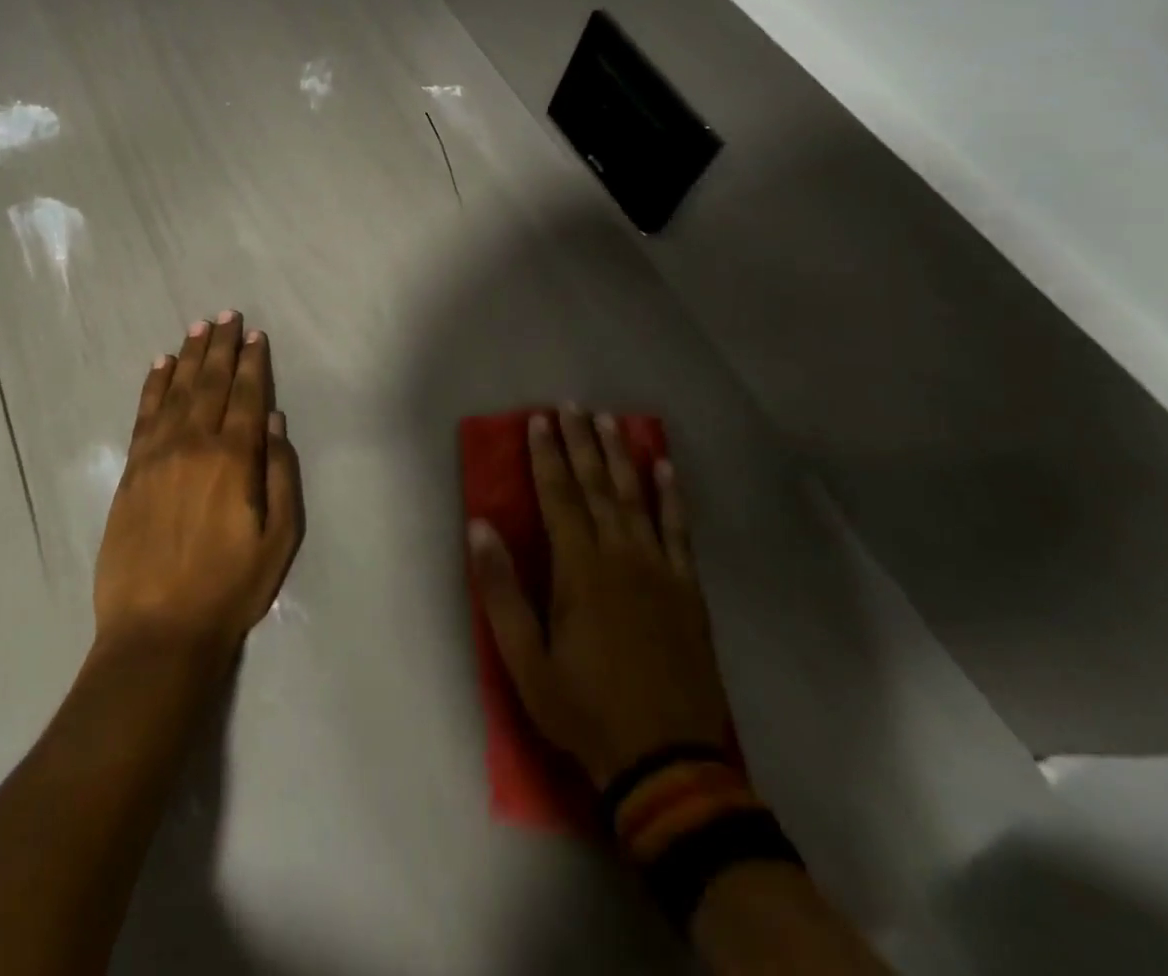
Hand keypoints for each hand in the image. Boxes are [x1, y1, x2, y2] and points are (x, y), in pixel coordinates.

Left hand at [94, 313, 303, 667]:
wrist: (157, 630)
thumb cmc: (229, 588)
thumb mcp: (279, 539)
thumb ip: (280, 474)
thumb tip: (275, 422)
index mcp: (234, 458)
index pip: (248, 396)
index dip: (254, 363)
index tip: (256, 334)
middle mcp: (194, 444)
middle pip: (211, 383)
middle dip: (223, 347)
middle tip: (228, 315)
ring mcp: (157, 454)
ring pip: (177, 391)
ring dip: (190, 356)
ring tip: (199, 328)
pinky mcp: (131, 470)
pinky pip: (144, 414)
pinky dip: (154, 386)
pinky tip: (161, 365)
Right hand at [469, 409, 733, 788]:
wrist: (667, 762)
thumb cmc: (584, 708)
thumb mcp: (525, 660)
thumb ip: (500, 590)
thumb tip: (480, 526)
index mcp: (579, 568)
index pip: (558, 495)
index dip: (546, 455)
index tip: (538, 420)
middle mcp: (621, 555)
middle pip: (597, 485)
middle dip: (582, 442)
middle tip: (573, 405)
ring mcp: (659, 569)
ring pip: (637, 497)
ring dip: (622, 456)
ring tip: (612, 421)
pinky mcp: (687, 589)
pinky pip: (679, 529)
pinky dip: (672, 496)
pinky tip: (666, 468)